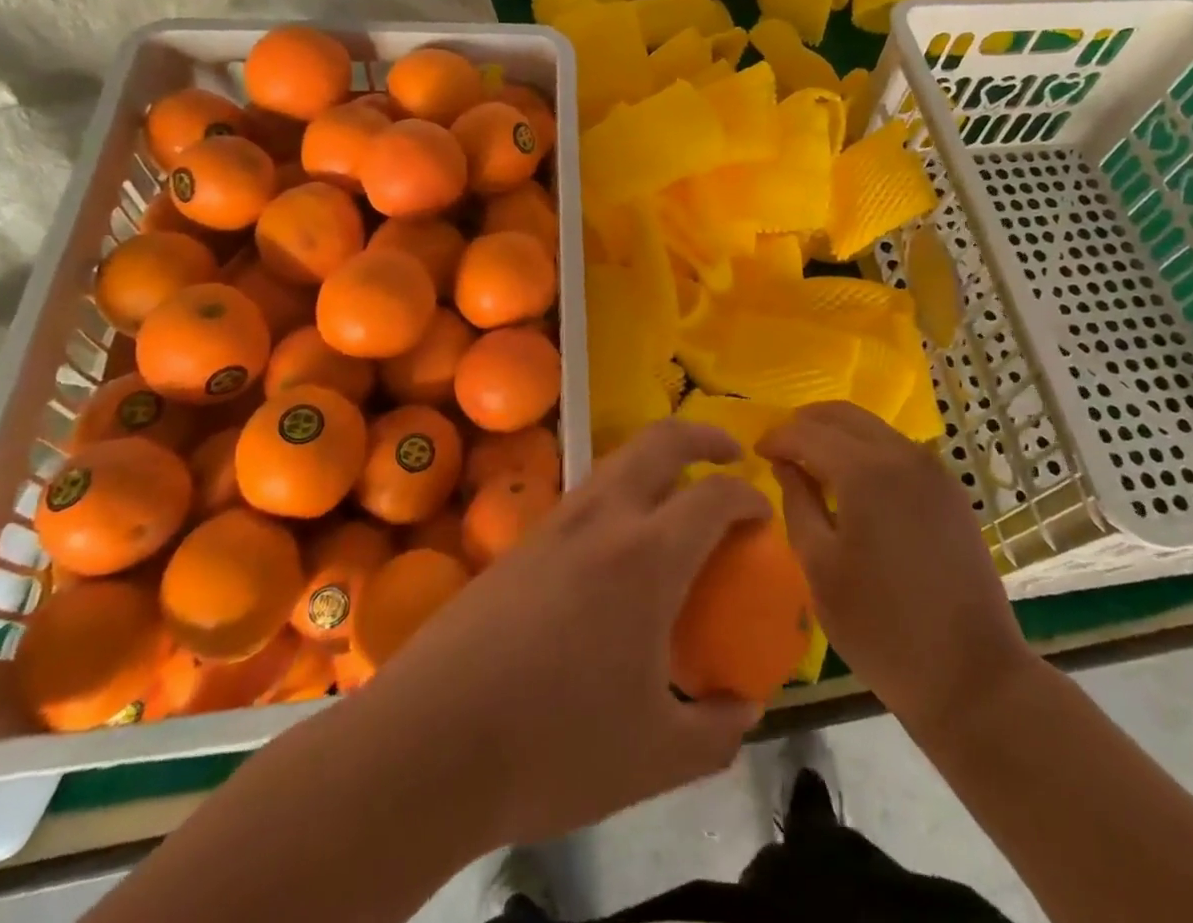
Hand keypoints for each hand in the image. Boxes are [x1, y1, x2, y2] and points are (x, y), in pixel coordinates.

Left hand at [362, 420, 770, 845]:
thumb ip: (717, 731)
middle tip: (729, 454)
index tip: (763, 514)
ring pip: (616, 461)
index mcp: (647, 556)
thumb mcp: (656, 757)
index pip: (714, 497)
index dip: (748, 497)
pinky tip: (616, 547)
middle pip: (660, 442)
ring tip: (675, 495)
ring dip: (655, 460)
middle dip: (702, 436)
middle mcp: (602, 519)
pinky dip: (618, 493)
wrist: (429, 743)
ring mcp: (555, 523)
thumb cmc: (554, 746)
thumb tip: (745, 709)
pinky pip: (585, 495)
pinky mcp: (520, 542)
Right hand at [759, 402, 1034, 736]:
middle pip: (843, 415)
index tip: (756, 453)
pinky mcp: (951, 491)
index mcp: (866, 472)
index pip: (808, 432)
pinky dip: (867, 450)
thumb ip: (797, 504)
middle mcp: (902, 455)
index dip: (777, 437)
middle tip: (780, 449)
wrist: (973, 677)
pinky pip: (898, 449)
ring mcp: (933, 470)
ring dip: (837, 434)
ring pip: (873, 428)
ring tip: (812, 463)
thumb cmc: (882, 628)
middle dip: (806, 424)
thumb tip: (786, 466)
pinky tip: (854, 483)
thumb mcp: (820, 568)